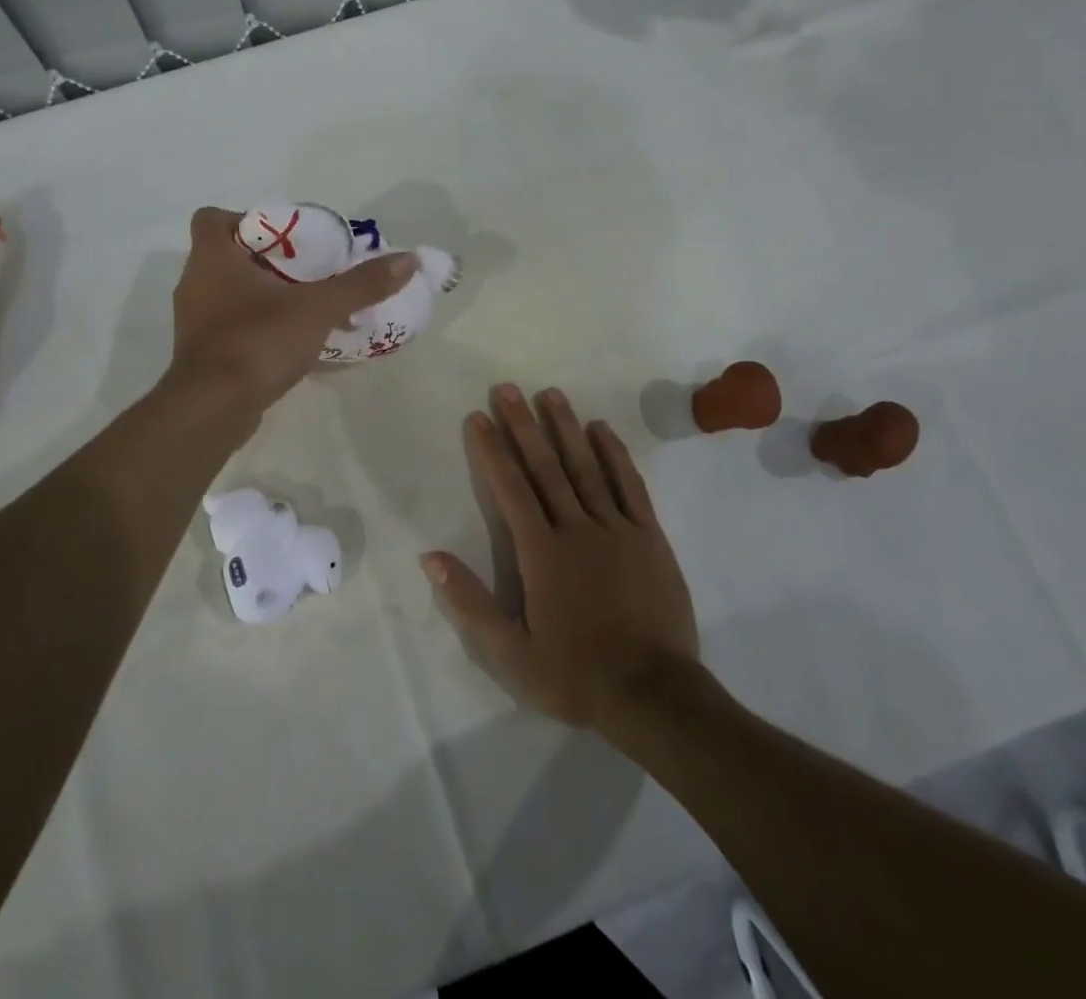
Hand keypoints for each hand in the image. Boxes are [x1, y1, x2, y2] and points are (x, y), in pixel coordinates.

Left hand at [167, 207, 414, 413]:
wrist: (212, 410)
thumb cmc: (257, 342)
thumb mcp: (318, 308)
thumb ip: (361, 285)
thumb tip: (409, 260)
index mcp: (211, 259)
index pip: (211, 218)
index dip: (244, 219)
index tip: (282, 237)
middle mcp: (195, 284)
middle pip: (228, 257)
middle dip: (268, 261)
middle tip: (307, 270)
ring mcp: (195, 322)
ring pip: (230, 295)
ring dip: (265, 297)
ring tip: (307, 306)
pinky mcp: (203, 355)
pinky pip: (233, 329)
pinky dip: (259, 329)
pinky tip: (293, 343)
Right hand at [422, 384, 699, 728]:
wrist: (655, 697)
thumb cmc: (575, 675)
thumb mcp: (510, 654)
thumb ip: (470, 602)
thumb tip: (430, 556)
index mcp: (541, 553)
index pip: (510, 489)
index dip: (491, 450)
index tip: (478, 416)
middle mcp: (576, 529)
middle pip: (545, 467)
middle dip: (523, 425)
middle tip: (507, 388)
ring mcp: (617, 529)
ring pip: (586, 467)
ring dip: (566, 428)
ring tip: (551, 394)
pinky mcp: (650, 537)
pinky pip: (630, 486)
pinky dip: (615, 455)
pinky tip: (603, 430)